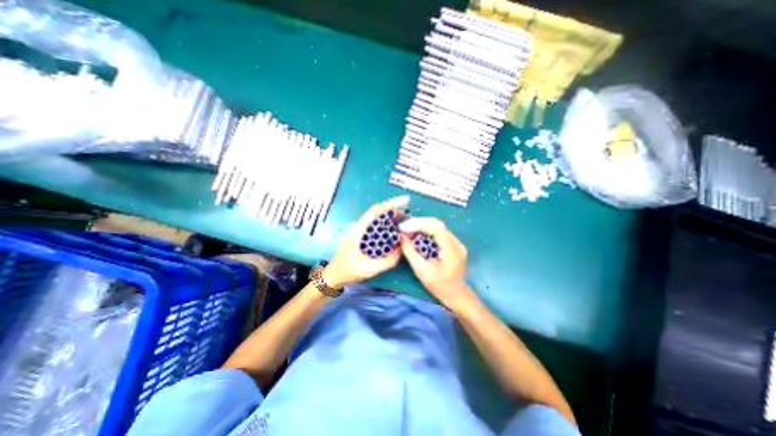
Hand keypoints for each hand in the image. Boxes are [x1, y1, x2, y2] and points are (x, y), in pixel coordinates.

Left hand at [324, 197, 410, 286]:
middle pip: (377, 213)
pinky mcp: (362, 235)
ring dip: (391, 218)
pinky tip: (395, 230)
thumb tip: (402, 249)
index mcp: (358, 230)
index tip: (404, 201)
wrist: (334, 275)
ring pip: (377, 219)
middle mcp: (359, 226)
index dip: (390, 204)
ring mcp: (360, 230)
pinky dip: (387, 225)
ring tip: (405, 221)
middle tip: (408, 215)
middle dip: (394, 211)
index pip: (375, 211)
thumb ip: (388, 261)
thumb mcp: (370, 269)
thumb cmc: (349, 271)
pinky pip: (376, 226)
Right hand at [400, 218, 472, 308]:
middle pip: (437, 224)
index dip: (419, 224)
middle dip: (419, 222)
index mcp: (451, 250)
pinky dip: (427, 230)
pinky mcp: (454, 244)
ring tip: (409, 227)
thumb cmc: (438, 285)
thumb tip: (401, 236)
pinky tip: (418, 232)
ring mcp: (457, 242)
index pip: (436, 228)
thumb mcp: (421, 271)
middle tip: (404, 225)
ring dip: (423, 225)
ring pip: (439, 226)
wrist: (455, 294)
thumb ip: (411, 252)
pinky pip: (440, 232)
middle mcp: (457, 243)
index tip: (404, 227)